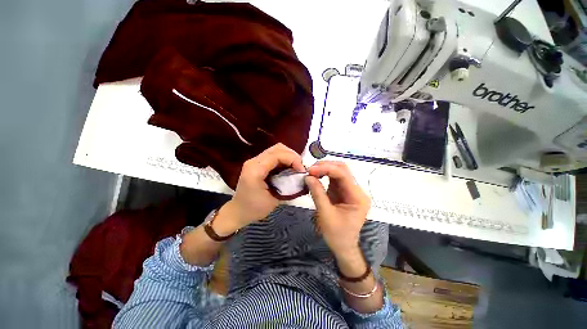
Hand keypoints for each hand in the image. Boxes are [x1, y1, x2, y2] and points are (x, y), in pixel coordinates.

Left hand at [213, 143, 304, 234]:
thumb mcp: (274, 200)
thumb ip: (288, 186)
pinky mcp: (256, 163)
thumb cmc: (255, 209)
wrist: (238, 211)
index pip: (278, 155)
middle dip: (292, 156)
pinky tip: (288, 168)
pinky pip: (273, 155)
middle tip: (300, 168)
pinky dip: (284, 159)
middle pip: (277, 148)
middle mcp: (253, 161)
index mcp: (256, 170)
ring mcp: (254, 161)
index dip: (293, 160)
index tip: (302, 171)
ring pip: (276, 149)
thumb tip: (300, 177)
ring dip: (289, 156)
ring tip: (296, 167)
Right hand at [305, 161, 370, 257]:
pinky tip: (316, 176)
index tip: (311, 170)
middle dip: (326, 166)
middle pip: (343, 170)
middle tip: (310, 170)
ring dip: (324, 169)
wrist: (343, 247)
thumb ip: (317, 193)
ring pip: (338, 172)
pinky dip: (324, 175)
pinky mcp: (343, 192)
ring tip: (311, 172)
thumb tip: (308, 177)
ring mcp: (350, 190)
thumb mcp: (325, 214)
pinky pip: (334, 179)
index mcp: (357, 197)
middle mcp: (357, 191)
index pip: (343, 175)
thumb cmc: (336, 234)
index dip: (326, 168)